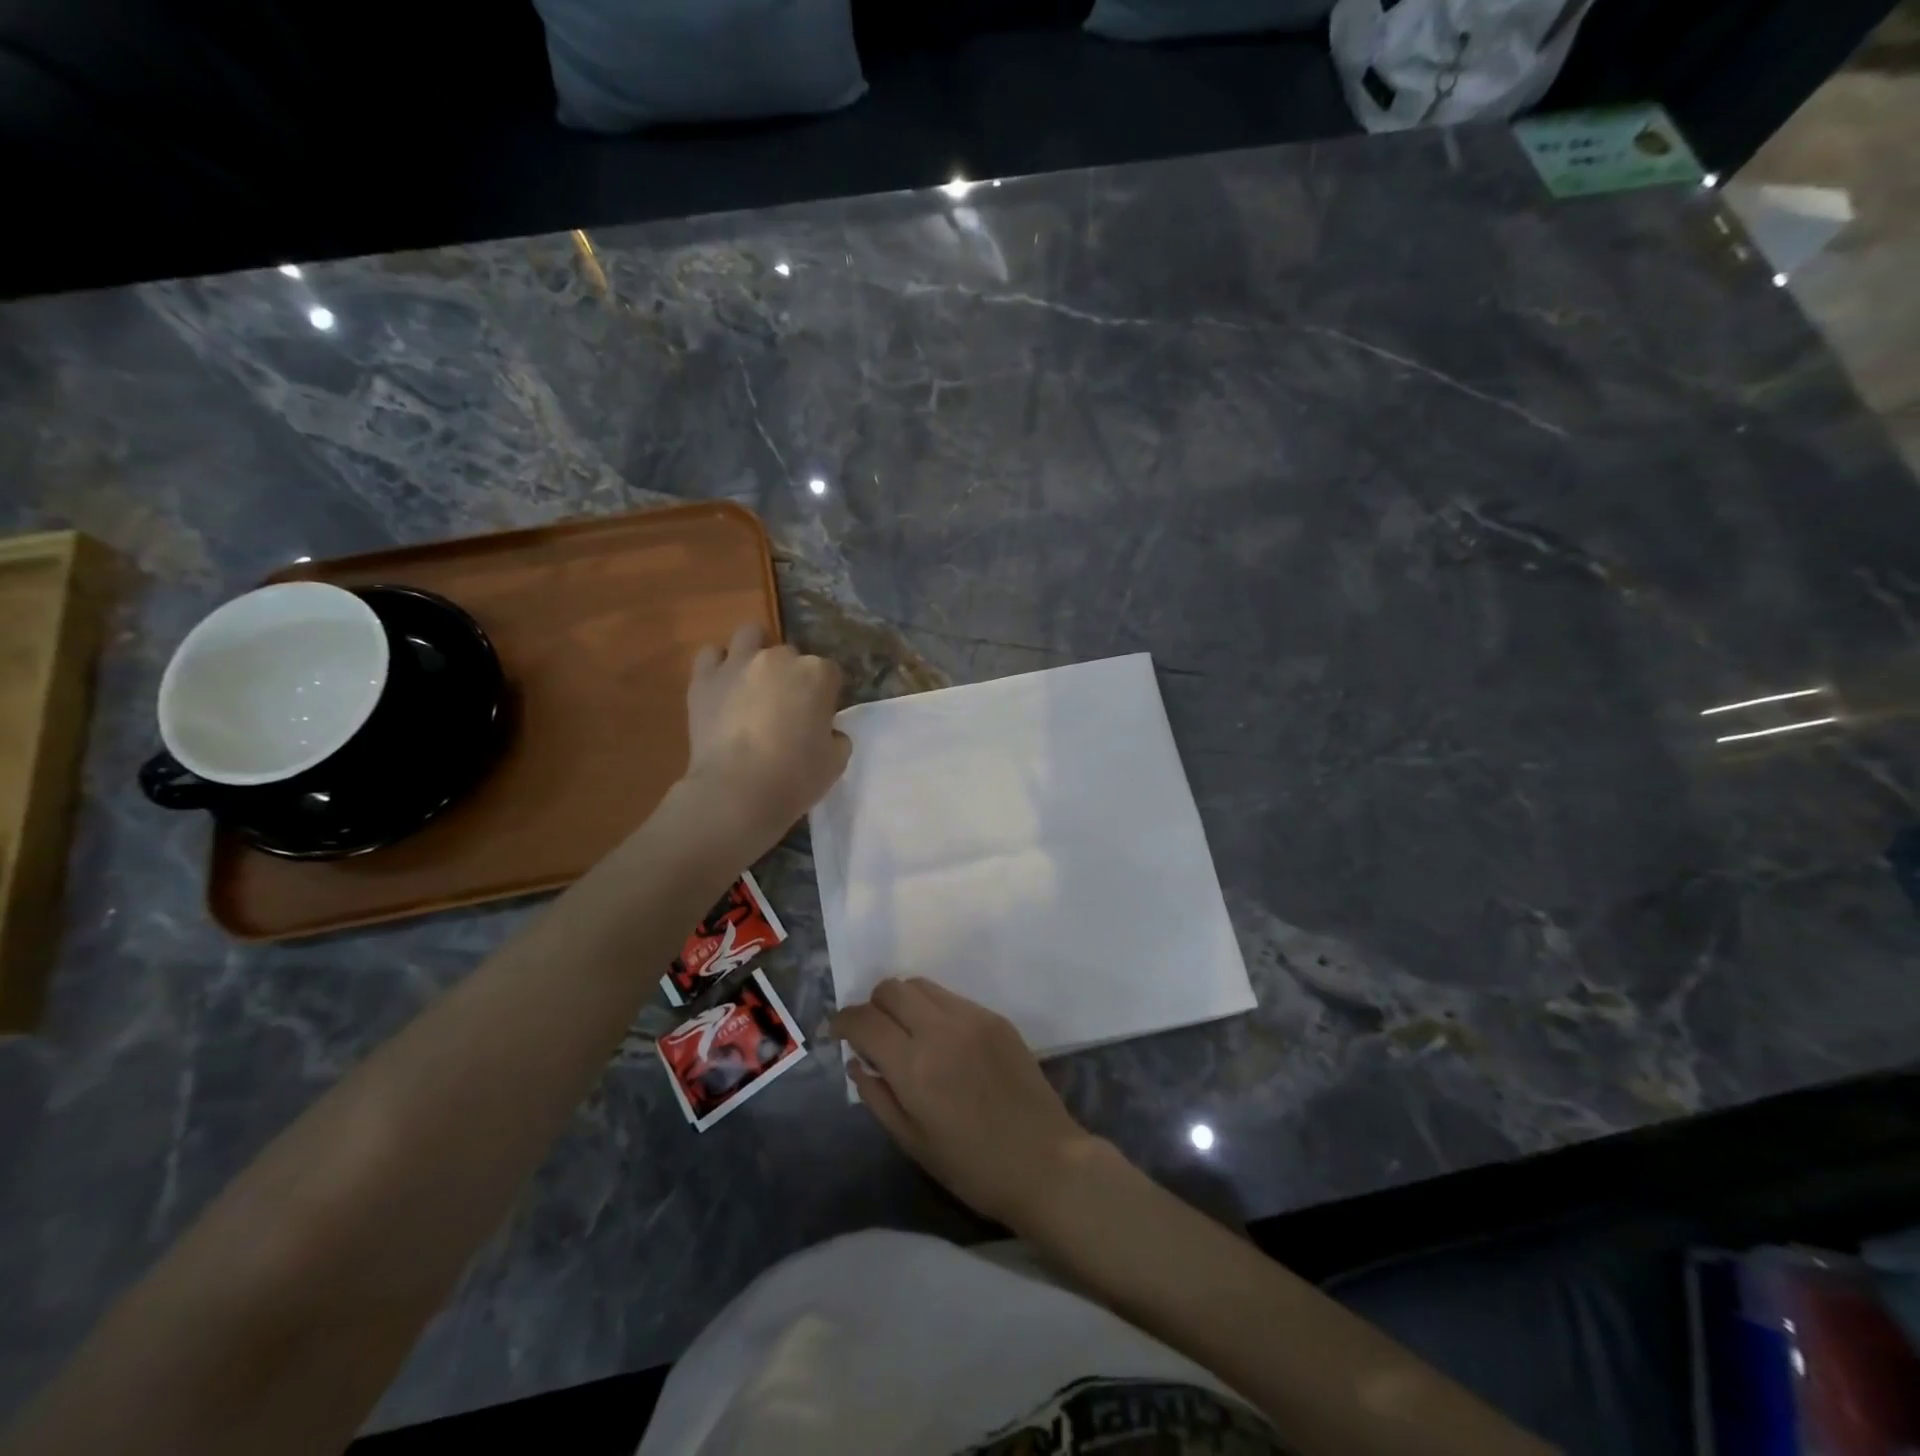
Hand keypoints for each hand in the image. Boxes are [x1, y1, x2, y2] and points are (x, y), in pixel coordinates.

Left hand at [684, 623, 850, 856]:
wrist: (737, 792)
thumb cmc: (795, 777)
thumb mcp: (836, 761)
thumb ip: (836, 737)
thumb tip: (827, 732)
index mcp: (817, 674)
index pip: (830, 672)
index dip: (826, 694)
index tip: (821, 716)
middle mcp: (779, 658)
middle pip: (791, 655)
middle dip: (791, 675)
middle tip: (786, 706)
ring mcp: (737, 664)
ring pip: (750, 635)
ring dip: (756, 650)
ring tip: (755, 680)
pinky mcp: (704, 679)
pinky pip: (710, 655)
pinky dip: (718, 664)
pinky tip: (723, 685)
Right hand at [831, 978, 1099, 1230]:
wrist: (1045, 1161)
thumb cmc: (973, 1167)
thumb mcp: (913, 1142)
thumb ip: (878, 1096)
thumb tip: (856, 1061)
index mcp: (914, 1066)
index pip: (865, 1020)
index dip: (843, 1020)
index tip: (837, 1031)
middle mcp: (940, 1030)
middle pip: (891, 988)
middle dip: (872, 1005)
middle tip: (872, 1032)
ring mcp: (972, 1018)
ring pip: (921, 985)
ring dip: (902, 1002)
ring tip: (906, 1032)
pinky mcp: (995, 1018)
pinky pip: (952, 998)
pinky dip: (933, 1008)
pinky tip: (941, 1040)